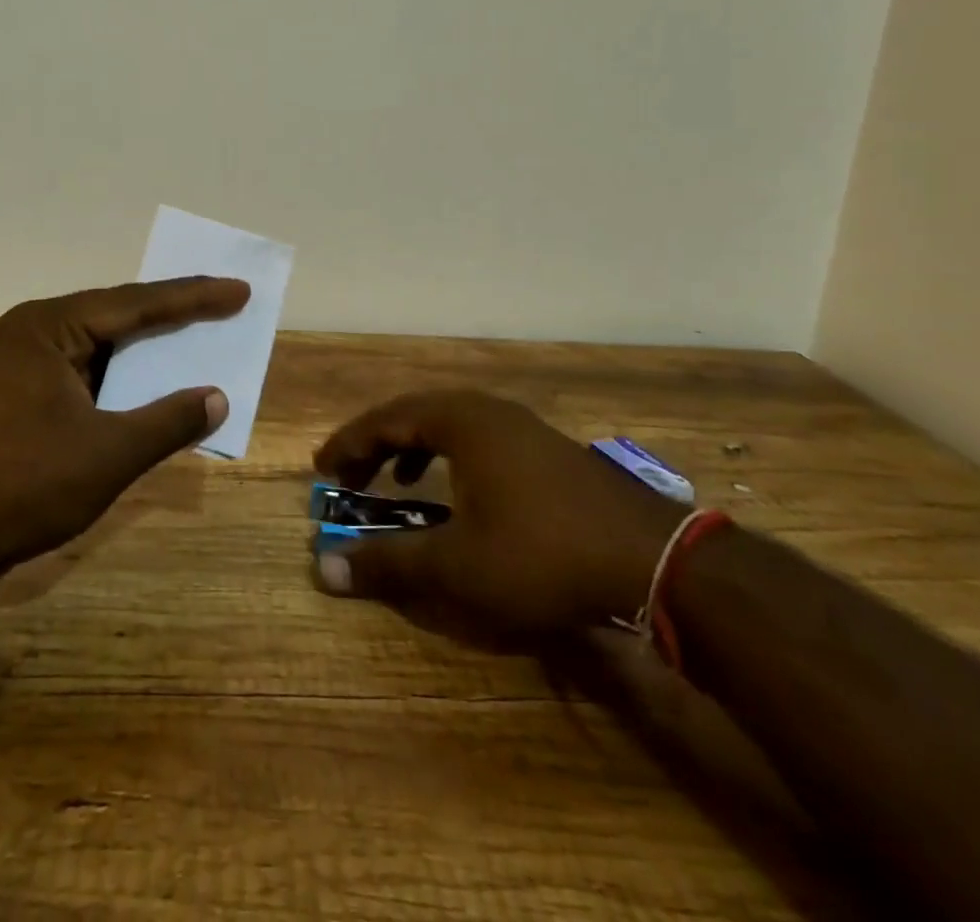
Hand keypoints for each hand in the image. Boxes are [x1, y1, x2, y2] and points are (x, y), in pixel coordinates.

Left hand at [0, 277, 249, 577]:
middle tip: (225, 306)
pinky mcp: (17, 396)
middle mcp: (34, 332)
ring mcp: (21, 365)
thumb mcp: (107, 454)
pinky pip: (84, 375)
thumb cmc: (20, 486)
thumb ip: (168, 421)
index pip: (137, 303)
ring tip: (197, 341)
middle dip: (173, 316)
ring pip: (100, 348)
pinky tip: (148, 390)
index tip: (239, 290)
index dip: (194, 297)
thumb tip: (218, 397)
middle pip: (117, 317)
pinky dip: (120, 382)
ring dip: (146, 352)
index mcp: (51, 327)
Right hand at [312, 390, 684, 641]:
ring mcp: (524, 428)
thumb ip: (388, 563)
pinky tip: (461, 494)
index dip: (349, 443)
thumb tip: (322, 569)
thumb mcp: (456, 566)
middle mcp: (488, 411)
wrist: (657, 562)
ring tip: (397, 481)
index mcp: (460, 420)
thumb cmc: (542, 555)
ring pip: (450, 424)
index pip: (386, 419)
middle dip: (377, 443)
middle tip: (350, 473)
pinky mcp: (549, 451)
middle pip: (415, 414)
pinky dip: (452, 457)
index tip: (322, 468)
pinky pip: (480, 439)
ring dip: (414, 448)